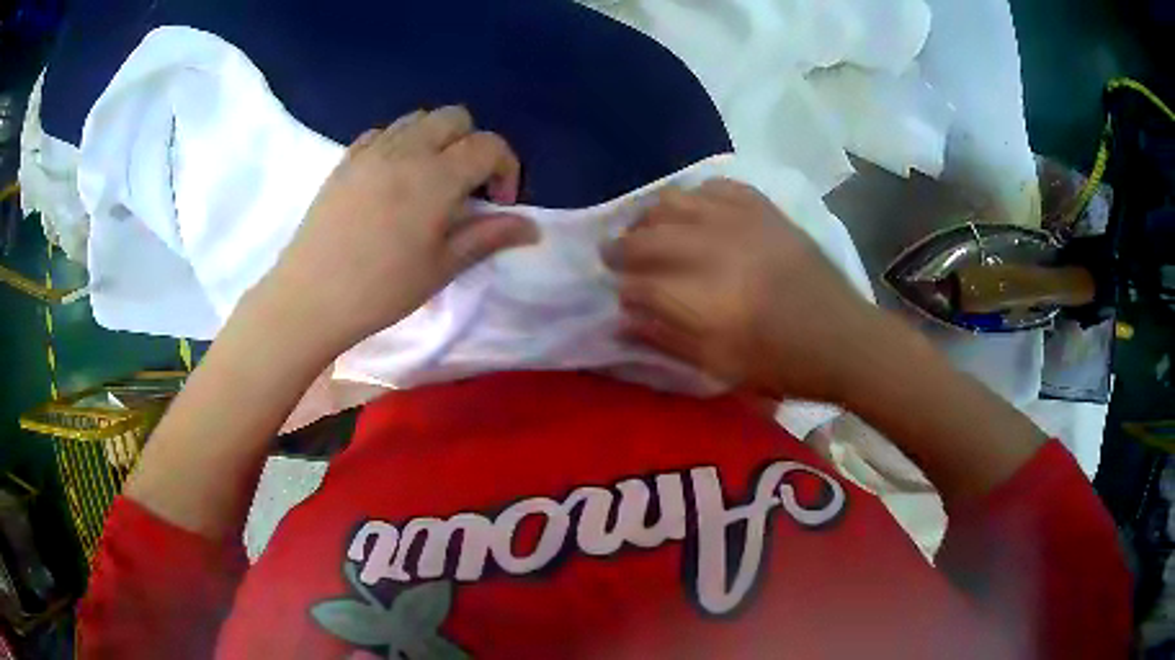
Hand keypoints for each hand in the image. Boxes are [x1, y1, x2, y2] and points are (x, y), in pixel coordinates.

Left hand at [254, 106, 537, 356]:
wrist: (310, 297)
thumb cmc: (380, 289)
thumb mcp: (441, 268)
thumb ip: (487, 236)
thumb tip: (532, 228)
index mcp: (436, 176)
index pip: (489, 145)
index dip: (506, 168)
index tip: (499, 202)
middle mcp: (406, 149)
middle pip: (455, 117)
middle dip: (472, 143)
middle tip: (466, 185)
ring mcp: (372, 150)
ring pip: (419, 118)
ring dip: (437, 138)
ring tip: (430, 178)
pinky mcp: (346, 159)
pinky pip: (383, 131)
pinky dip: (400, 142)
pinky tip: (394, 177)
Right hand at [604, 179, 880, 402]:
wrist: (841, 337)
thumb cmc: (780, 363)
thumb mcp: (719, 366)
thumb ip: (666, 339)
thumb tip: (623, 318)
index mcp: (699, 298)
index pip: (638, 283)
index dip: (622, 287)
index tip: (619, 293)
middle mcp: (711, 249)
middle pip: (647, 234)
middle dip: (622, 245)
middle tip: (614, 253)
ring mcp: (738, 221)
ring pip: (675, 200)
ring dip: (652, 215)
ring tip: (650, 228)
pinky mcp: (762, 209)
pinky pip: (717, 186)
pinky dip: (697, 196)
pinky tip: (696, 209)